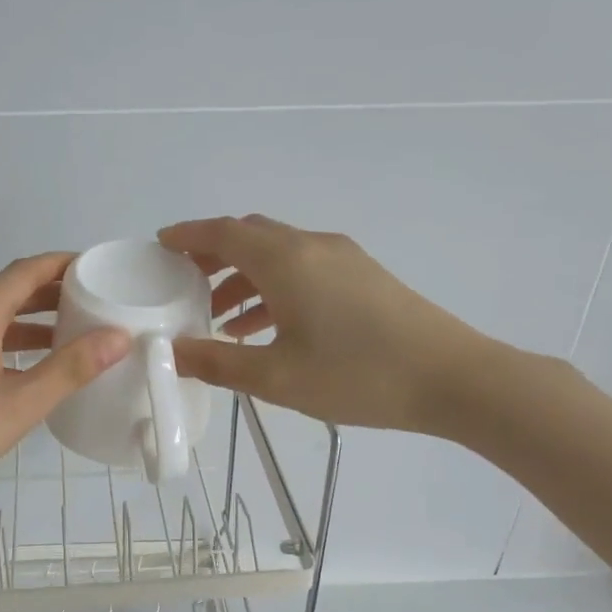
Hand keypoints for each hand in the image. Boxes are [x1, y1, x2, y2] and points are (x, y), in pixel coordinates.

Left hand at [0, 253, 129, 517]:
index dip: (62, 264)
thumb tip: (118, 336)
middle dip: (49, 294)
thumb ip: (70, 369)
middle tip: (91, 303)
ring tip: (66, 338)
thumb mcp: (20, 405)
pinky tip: (20, 370)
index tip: (96, 268)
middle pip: (6, 292)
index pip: (25, 271)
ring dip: (26, 323)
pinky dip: (4, 342)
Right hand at [159, 215, 505, 436]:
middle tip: (182, 283)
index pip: (223, 233)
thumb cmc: (357, 376)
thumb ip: (217, 362)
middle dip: (212, 255)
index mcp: (286, 261)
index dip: (187, 236)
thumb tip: (170, 352)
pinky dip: (273, 287)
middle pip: (250, 236)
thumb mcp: (276, 377)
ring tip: (217, 317)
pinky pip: (302, 269)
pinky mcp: (363, 277)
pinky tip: (265, 327)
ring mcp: (342, 259)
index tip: (160, 244)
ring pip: (277, 254)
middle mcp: (312, 247)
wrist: (452, 378)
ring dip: (243, 277)